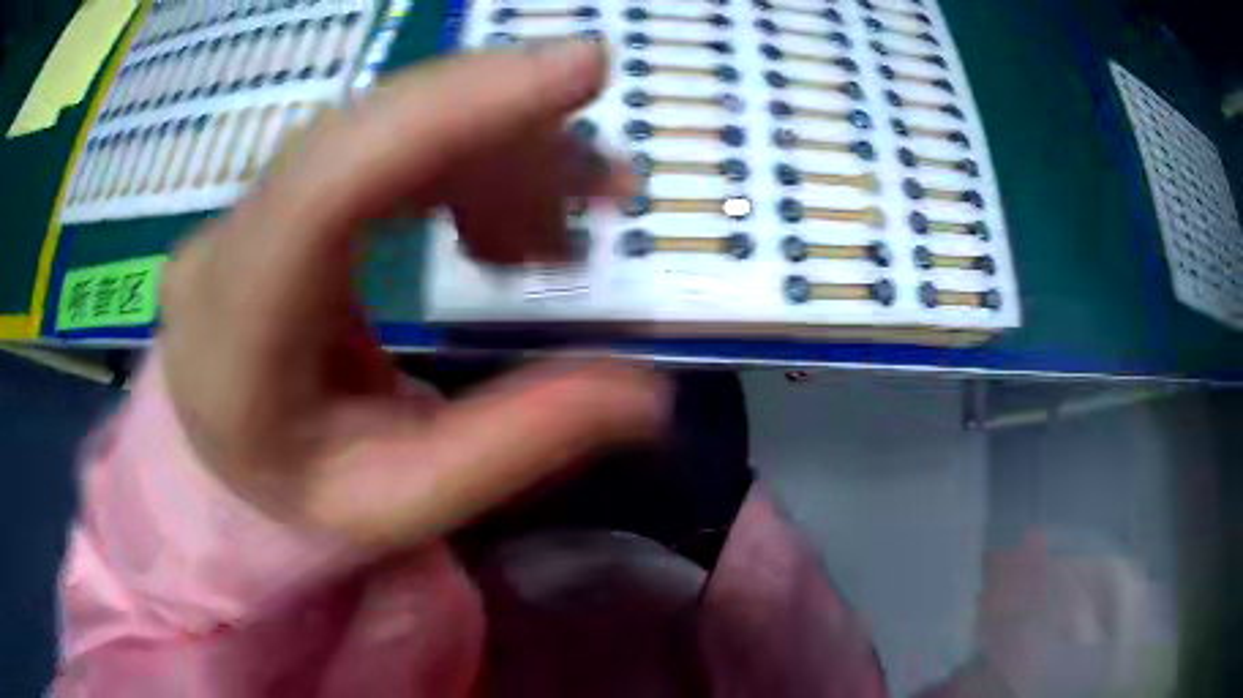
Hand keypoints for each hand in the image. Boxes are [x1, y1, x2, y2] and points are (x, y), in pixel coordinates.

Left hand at [159, 42, 668, 550]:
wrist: (222, 456)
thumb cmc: (296, 493)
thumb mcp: (404, 500)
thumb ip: (516, 445)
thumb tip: (647, 393)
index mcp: (234, 333)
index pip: (328, 184)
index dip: (454, 105)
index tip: (582, 68)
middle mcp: (227, 241)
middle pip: (367, 133)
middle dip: (502, 130)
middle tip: (608, 182)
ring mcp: (248, 205)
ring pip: (385, 129)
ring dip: (493, 157)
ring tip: (558, 237)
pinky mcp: (280, 195)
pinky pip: (381, 146)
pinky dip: (463, 167)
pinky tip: (504, 229)